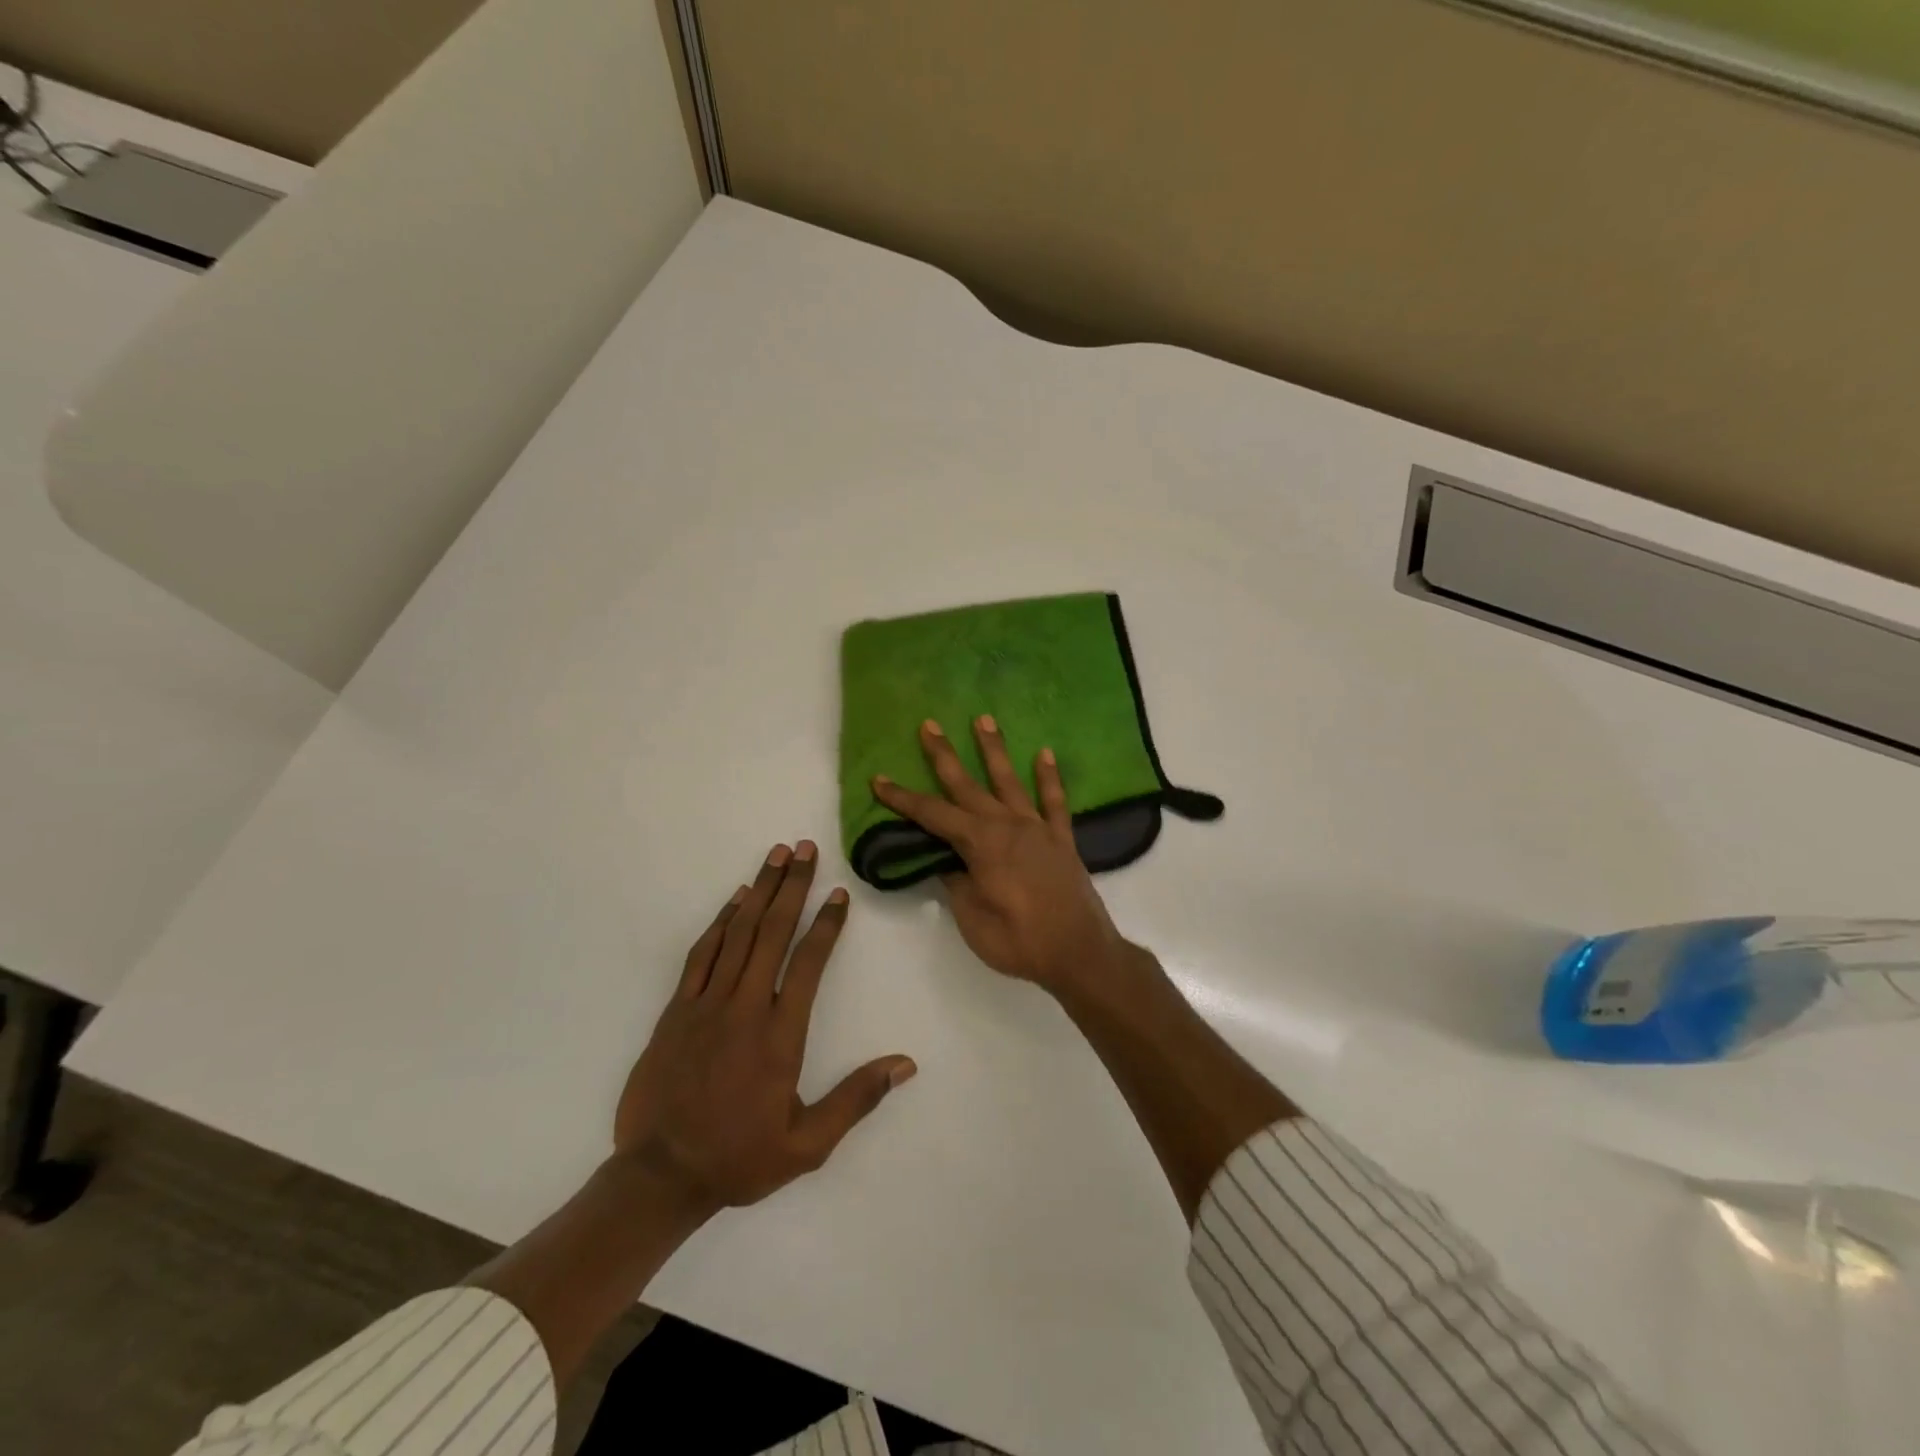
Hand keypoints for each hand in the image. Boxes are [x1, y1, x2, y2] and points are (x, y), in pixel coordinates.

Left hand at [614, 842, 916, 1217]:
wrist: (658, 1177)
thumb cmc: (738, 1158)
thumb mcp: (807, 1144)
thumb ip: (856, 1099)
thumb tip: (905, 1064)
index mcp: (780, 1036)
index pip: (809, 964)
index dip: (827, 925)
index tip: (839, 894)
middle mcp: (745, 1008)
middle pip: (772, 933)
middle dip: (792, 886)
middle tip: (805, 848)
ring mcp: (705, 1004)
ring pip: (737, 934)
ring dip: (760, 891)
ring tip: (776, 856)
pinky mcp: (676, 1010)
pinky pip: (702, 954)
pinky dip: (720, 921)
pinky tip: (734, 899)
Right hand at [872, 718, 1126, 994]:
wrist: (1079, 952)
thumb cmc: (1018, 940)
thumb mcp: (971, 918)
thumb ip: (956, 883)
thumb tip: (946, 861)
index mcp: (980, 843)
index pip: (933, 814)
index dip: (903, 798)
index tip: (879, 779)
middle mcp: (1007, 825)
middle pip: (967, 785)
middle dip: (944, 755)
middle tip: (929, 724)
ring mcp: (1037, 828)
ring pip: (1010, 780)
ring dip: (994, 750)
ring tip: (983, 719)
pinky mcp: (1062, 839)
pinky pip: (1054, 801)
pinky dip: (1050, 777)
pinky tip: (1045, 754)